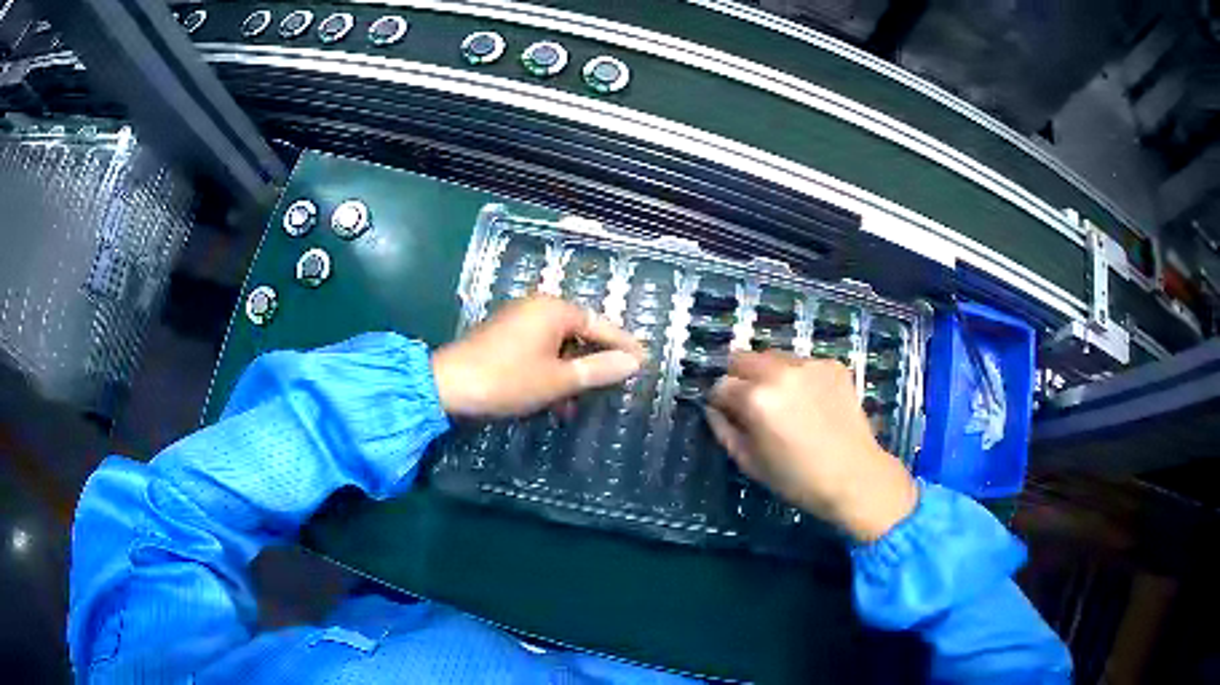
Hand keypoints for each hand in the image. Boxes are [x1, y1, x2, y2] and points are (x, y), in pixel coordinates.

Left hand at [432, 295, 645, 417]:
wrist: (448, 387)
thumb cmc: (508, 380)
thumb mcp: (559, 380)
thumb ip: (598, 369)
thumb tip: (633, 362)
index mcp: (554, 310)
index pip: (600, 324)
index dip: (623, 344)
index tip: (644, 362)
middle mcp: (537, 308)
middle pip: (579, 334)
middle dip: (594, 363)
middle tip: (614, 384)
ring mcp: (518, 322)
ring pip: (558, 347)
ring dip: (569, 375)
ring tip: (576, 405)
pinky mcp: (503, 338)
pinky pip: (538, 352)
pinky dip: (550, 373)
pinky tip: (552, 402)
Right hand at [706, 352, 917, 542]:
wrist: (854, 476)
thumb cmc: (797, 479)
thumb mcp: (750, 463)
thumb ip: (724, 431)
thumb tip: (712, 409)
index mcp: (756, 398)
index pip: (721, 384)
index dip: (720, 401)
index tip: (727, 414)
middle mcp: (780, 372)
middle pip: (742, 357)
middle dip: (739, 377)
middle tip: (751, 403)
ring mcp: (809, 364)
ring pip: (773, 357)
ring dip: (768, 374)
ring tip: (784, 402)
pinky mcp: (832, 365)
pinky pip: (802, 363)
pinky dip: (798, 377)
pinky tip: (810, 402)